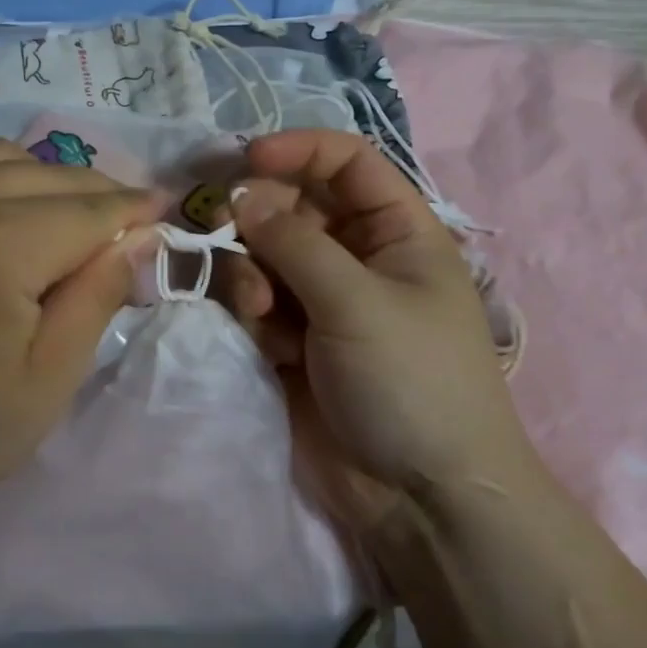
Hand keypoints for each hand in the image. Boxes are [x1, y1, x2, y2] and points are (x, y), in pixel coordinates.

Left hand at [0, 140, 159, 528]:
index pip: (87, 209)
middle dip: (98, 193)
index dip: (134, 210)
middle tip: (129, 222)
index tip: (168, 210)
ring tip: (71, 215)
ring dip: (46, 178)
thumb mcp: (48, 379)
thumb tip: (139, 236)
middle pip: (47, 175)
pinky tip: (6, 210)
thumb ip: (98, 295)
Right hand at [222, 131, 529, 527]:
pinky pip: (257, 301)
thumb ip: (293, 241)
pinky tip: (265, 339)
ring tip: (260, 310)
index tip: (246, 160)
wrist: (420, 496)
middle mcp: (358, 257)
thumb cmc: (410, 381)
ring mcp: (323, 300)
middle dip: (261, 218)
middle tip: (227, 232)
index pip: (346, 163)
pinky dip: (252, 311)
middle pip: (294, 207)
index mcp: (397, 232)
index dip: (298, 151)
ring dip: (252, 272)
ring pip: (266, 255)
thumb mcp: (357, 300)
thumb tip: (241, 196)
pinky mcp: (294, 340)